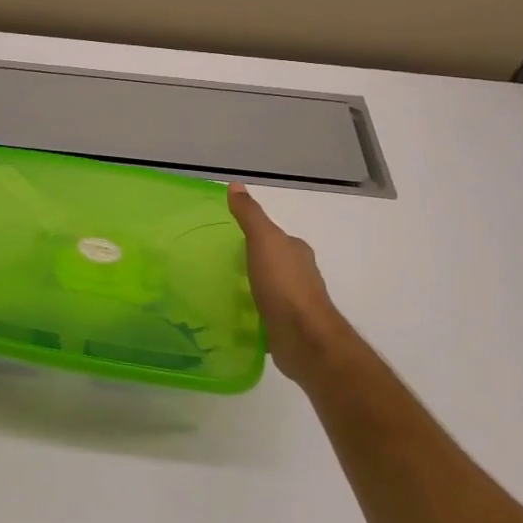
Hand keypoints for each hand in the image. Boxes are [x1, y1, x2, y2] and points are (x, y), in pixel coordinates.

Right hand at [228, 184, 347, 387]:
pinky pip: (264, 314)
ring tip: (220, 289)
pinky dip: (251, 313)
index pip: (275, 237)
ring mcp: (295, 303)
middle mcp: (299, 274)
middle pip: (272, 262)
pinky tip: (232, 315)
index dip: (255, 235)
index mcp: (296, 251)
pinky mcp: (286, 328)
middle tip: (218, 263)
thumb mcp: (264, 240)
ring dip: (251, 288)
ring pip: (269, 289)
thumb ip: (250, 215)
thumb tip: (236, 184)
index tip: (228, 237)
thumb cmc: (284, 285)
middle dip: (251, 262)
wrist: (304, 338)